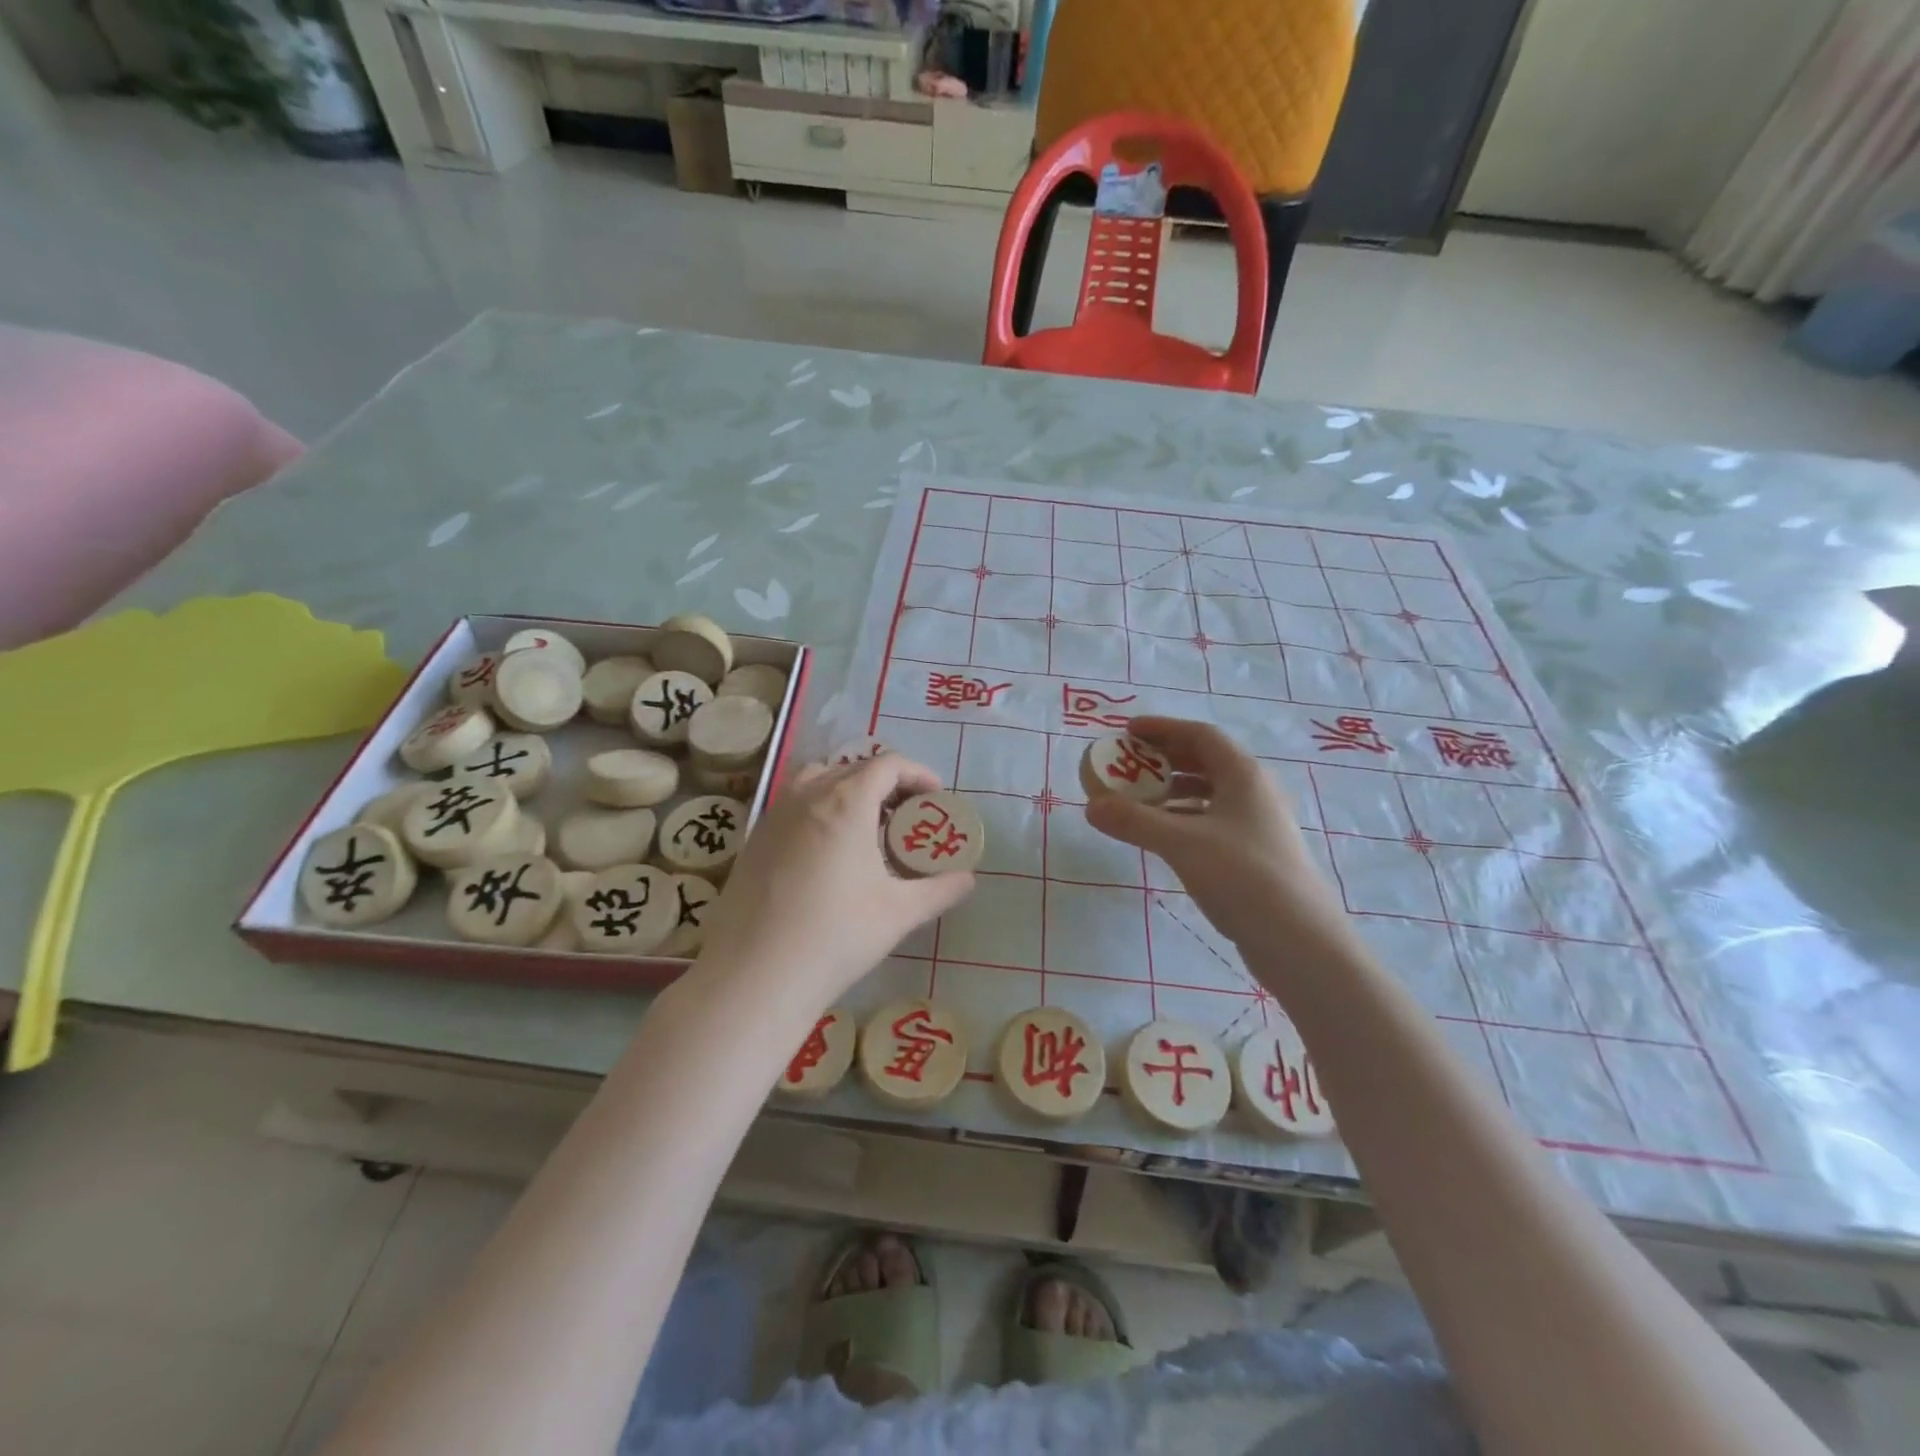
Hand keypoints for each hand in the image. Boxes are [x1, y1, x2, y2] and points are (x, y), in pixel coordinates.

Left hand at [692, 754, 974, 1010]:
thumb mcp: (899, 913)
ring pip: (817, 781)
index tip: (935, 797)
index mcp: (846, 802)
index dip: (918, 774)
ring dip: (848, 791)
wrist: (755, 974)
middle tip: (906, 815)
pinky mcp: (754, 839)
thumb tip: (968, 880)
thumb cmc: (836, 935)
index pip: (888, 765)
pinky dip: (819, 809)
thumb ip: (940, 890)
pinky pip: (794, 805)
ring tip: (866, 827)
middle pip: (853, 768)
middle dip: (886, 783)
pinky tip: (827, 853)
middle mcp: (807, 796)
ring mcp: (774, 815)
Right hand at [1085, 717, 1347, 955]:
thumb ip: (1134, 821)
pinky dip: (1185, 818)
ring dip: (1173, 791)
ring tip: (1137, 801)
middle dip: (1166, 759)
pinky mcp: (1256, 853)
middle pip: (1206, 761)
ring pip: (1210, 793)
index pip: (1200, 735)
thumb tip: (1091, 806)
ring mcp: (1258, 824)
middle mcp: (1254, 792)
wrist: (1299, 940)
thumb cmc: (1243, 876)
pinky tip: (1163, 836)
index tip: (1128, 732)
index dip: (1163, 728)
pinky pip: (1213, 820)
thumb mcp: (1181, 844)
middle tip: (1129, 764)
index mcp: (1243, 775)